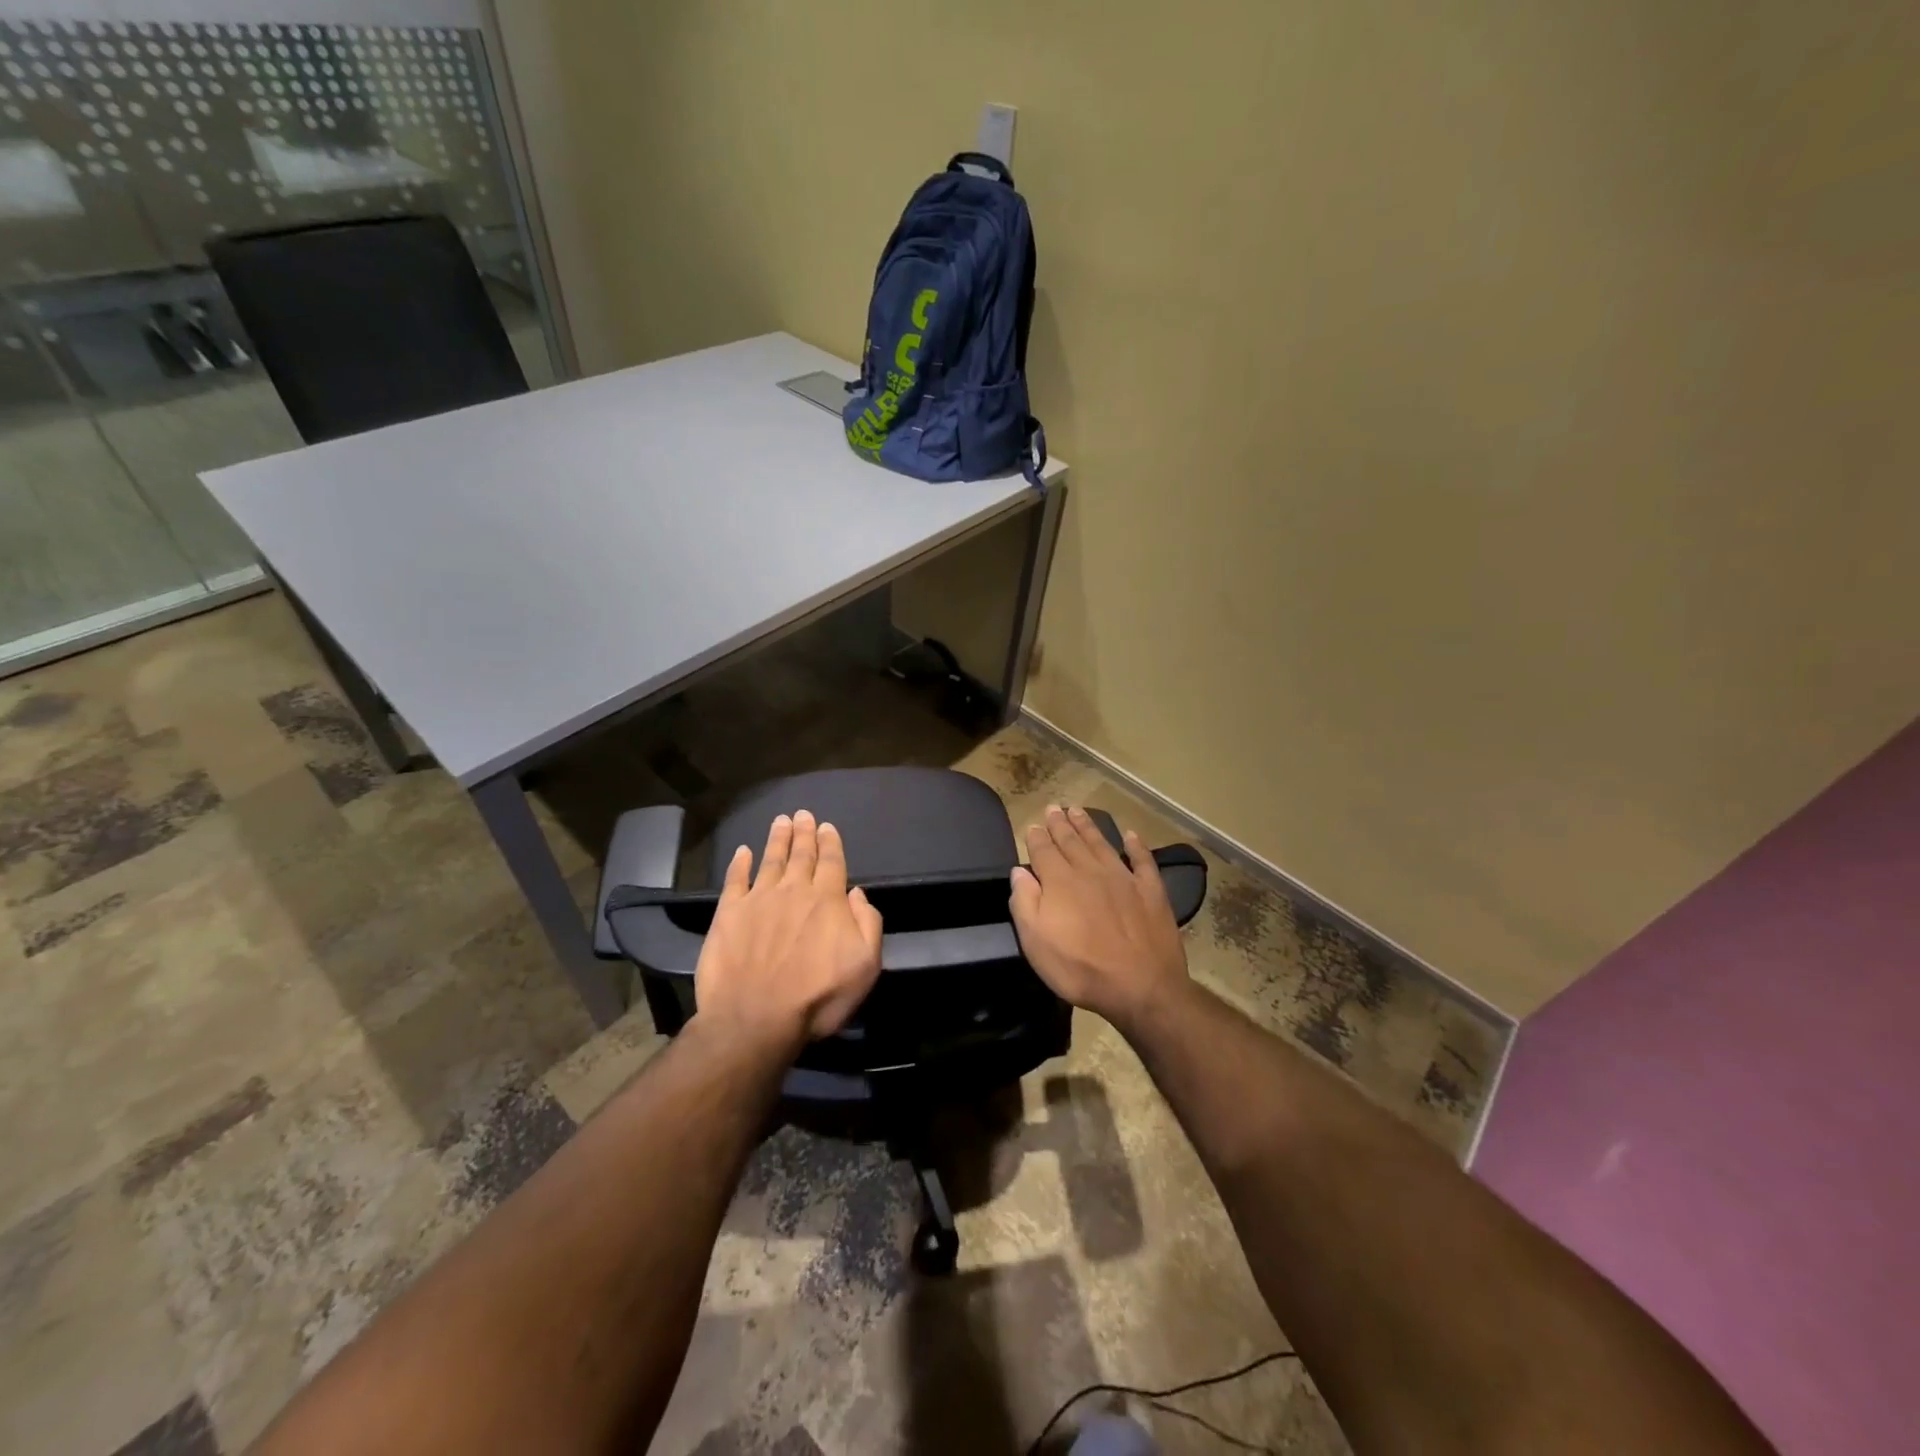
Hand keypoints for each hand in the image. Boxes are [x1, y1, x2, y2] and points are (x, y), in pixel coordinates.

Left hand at [692, 810, 883, 1054]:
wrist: (755, 1018)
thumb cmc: (818, 996)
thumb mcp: (866, 965)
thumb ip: (868, 924)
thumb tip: (857, 894)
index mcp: (827, 900)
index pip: (831, 861)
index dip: (830, 842)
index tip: (827, 826)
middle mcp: (793, 890)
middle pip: (801, 854)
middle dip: (804, 833)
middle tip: (803, 814)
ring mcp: (758, 899)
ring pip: (770, 860)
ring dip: (777, 839)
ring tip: (781, 821)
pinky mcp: (728, 914)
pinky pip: (735, 880)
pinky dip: (740, 863)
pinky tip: (743, 851)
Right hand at [1008, 805, 1190, 1031]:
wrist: (1141, 986)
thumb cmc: (1080, 968)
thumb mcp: (1036, 942)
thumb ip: (1025, 902)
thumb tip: (1019, 871)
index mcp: (1060, 882)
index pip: (1043, 851)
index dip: (1037, 837)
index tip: (1033, 825)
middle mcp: (1090, 871)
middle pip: (1071, 841)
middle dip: (1060, 824)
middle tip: (1053, 808)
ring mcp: (1124, 878)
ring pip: (1101, 843)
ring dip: (1088, 826)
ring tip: (1078, 810)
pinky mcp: (1151, 891)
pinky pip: (1142, 860)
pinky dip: (1136, 846)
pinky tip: (1131, 835)